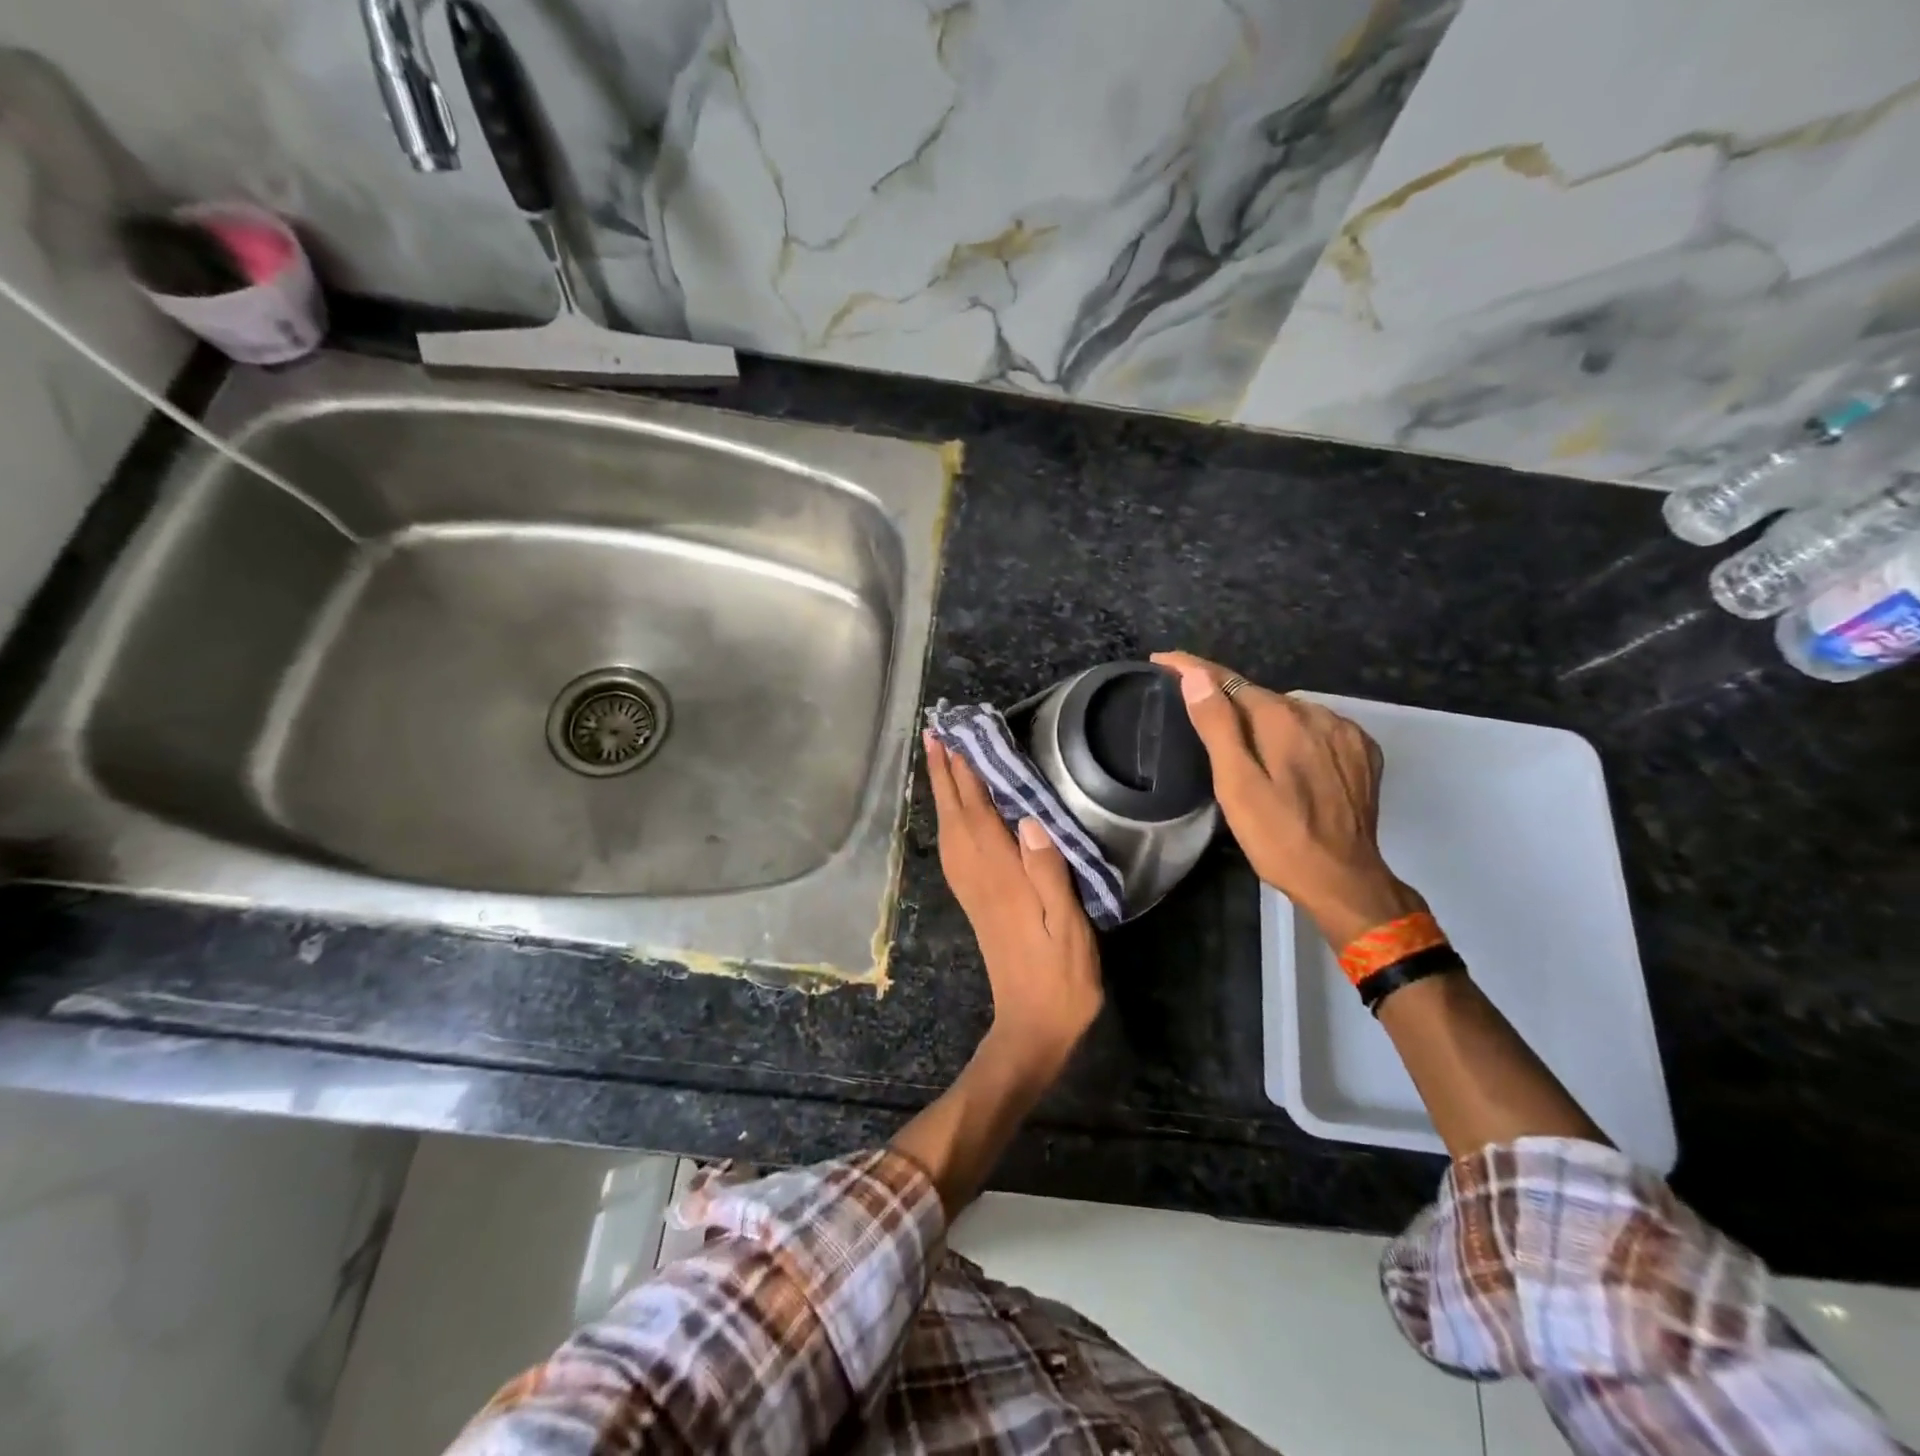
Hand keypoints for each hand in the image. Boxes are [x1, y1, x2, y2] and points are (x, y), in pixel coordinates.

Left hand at [922, 732, 1101, 1081]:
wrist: (1032, 1026)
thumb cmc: (1060, 975)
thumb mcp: (1068, 925)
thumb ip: (1049, 872)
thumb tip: (1030, 818)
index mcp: (1000, 876)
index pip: (977, 813)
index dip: (965, 774)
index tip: (954, 737)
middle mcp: (978, 876)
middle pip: (954, 816)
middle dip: (942, 773)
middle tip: (933, 734)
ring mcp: (972, 889)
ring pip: (948, 830)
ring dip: (941, 792)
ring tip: (937, 760)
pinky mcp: (975, 901)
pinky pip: (953, 848)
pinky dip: (949, 820)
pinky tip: (953, 813)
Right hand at [1151, 652, 1424, 948]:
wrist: (1343, 881)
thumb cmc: (1278, 838)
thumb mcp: (1236, 786)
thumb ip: (1218, 727)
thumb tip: (1196, 677)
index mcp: (1281, 719)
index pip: (1228, 680)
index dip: (1192, 668)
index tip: (1162, 661)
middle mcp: (1317, 714)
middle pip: (1258, 696)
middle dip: (1226, 698)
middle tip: (1195, 713)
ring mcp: (1345, 732)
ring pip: (1289, 712)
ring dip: (1262, 718)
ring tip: (1240, 741)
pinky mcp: (1362, 752)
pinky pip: (1317, 728)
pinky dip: (1295, 733)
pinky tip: (1285, 756)